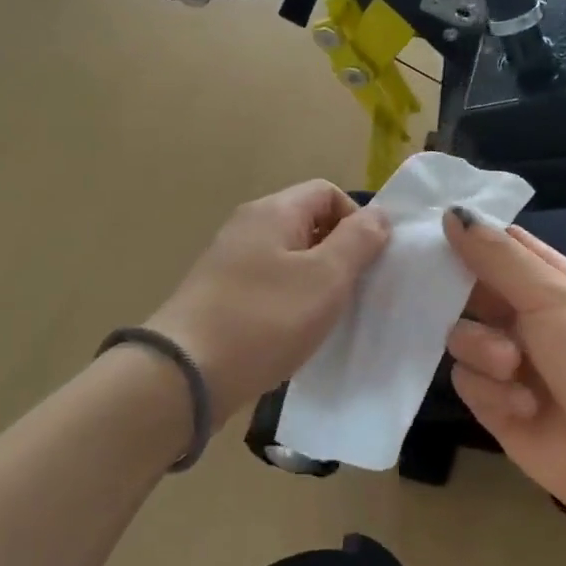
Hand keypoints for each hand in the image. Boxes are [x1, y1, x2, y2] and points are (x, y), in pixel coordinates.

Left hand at [148, 181, 390, 421]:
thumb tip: (378, 216)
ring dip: (315, 282)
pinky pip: (268, 286)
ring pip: (288, 258)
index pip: (327, 192)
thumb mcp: (325, 278)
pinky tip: (294, 333)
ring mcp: (229, 262)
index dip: (356, 220)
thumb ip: (357, 242)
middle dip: (338, 253)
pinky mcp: (220, 296)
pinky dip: (289, 302)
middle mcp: (247, 227)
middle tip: (352, 292)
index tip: (368, 261)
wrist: (187, 373)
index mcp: (273, 212)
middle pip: (307, 223)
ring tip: (326, 317)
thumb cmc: (265, 320)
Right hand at [442, 209, 565, 532]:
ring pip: (460, 339)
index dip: (465, 237)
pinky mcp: (495, 406)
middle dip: (457, 299)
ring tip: (514, 369)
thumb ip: (498, 257)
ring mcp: (508, 363)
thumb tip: (452, 213)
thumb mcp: (554, 296)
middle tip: (449, 301)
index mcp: (549, 282)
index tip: (425, 232)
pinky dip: (491, 393)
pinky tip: (524, 407)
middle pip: (467, 292)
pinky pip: (466, 383)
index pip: (497, 247)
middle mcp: (525, 318)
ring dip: (483, 352)